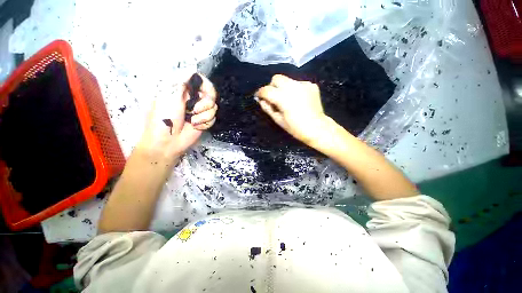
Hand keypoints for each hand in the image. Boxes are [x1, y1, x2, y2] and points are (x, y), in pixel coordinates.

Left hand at [136, 73, 216, 161]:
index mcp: (183, 89)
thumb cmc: (164, 118)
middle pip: (212, 94)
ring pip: (214, 108)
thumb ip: (181, 80)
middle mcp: (193, 98)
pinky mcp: (204, 121)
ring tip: (191, 121)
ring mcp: (200, 110)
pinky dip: (205, 123)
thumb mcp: (168, 95)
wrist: (168, 142)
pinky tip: (195, 126)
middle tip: (194, 110)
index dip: (207, 86)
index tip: (203, 94)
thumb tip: (193, 68)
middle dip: (206, 104)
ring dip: (203, 116)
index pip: (201, 80)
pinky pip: (213, 118)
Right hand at [255, 74, 330, 145]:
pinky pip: (298, 83)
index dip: (260, 93)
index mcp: (283, 98)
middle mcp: (293, 87)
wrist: (317, 129)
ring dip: (283, 88)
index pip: (266, 90)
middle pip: (276, 78)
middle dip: (272, 86)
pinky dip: (295, 90)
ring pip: (287, 80)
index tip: (259, 96)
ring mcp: (303, 85)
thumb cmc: (296, 128)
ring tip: (287, 99)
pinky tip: (298, 99)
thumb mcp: (279, 120)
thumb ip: (268, 108)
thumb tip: (261, 100)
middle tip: (274, 97)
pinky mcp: (311, 85)